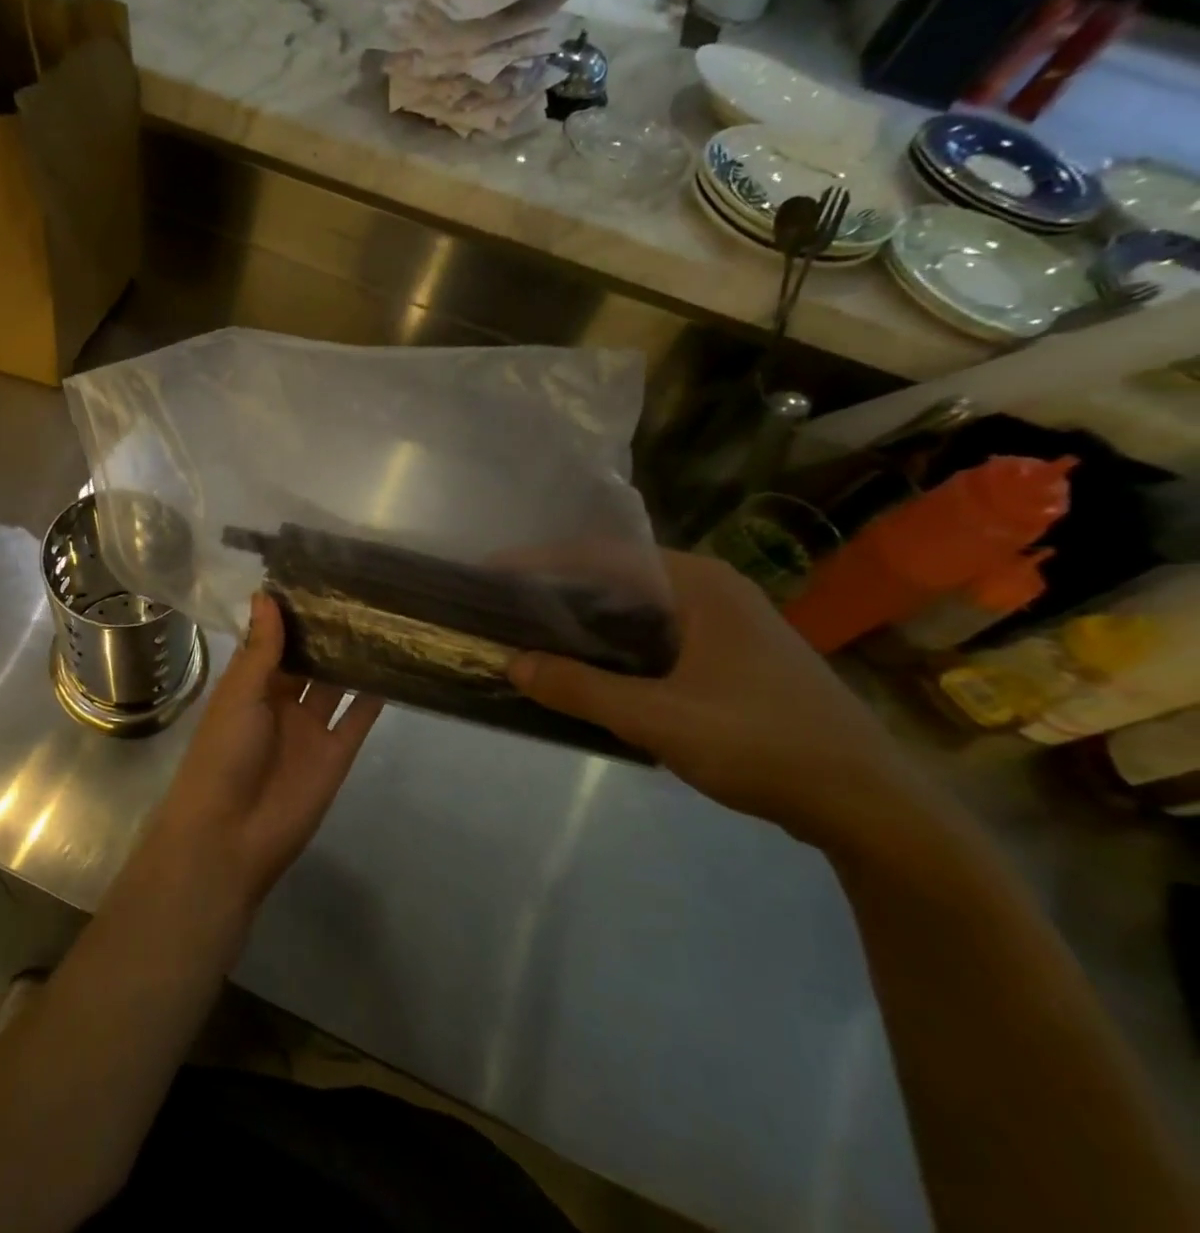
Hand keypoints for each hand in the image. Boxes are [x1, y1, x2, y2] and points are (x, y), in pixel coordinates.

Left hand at [145, 593, 383, 911]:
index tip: (317, 574)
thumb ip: (261, 647)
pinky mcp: (336, 753)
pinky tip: (395, 665)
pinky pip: (358, 719)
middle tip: (360, 589)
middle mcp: (281, 701)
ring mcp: (310, 727)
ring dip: (353, 658)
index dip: (291, 613)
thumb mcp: (240, 693)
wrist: (231, 834)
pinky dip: (374, 696)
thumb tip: (266, 594)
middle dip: (327, 631)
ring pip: (336, 684)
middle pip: (308, 660)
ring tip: (382, 618)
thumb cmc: (224, 752)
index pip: (273, 640)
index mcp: (250, 684)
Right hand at [508, 550, 929, 845]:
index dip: (541, 561)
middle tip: (506, 603)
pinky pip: (658, 634)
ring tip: (534, 631)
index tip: (491, 572)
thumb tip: (513, 663)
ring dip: (587, 617)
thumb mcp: (660, 719)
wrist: (872, 808)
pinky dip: (616, 642)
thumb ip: (581, 689)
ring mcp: (728, 623)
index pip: (603, 555)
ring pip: (639, 607)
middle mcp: (714, 590)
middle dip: (559, 587)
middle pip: (619, 575)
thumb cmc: (763, 745)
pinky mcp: (734, 656)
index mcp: (700, 584)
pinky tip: (590, 665)